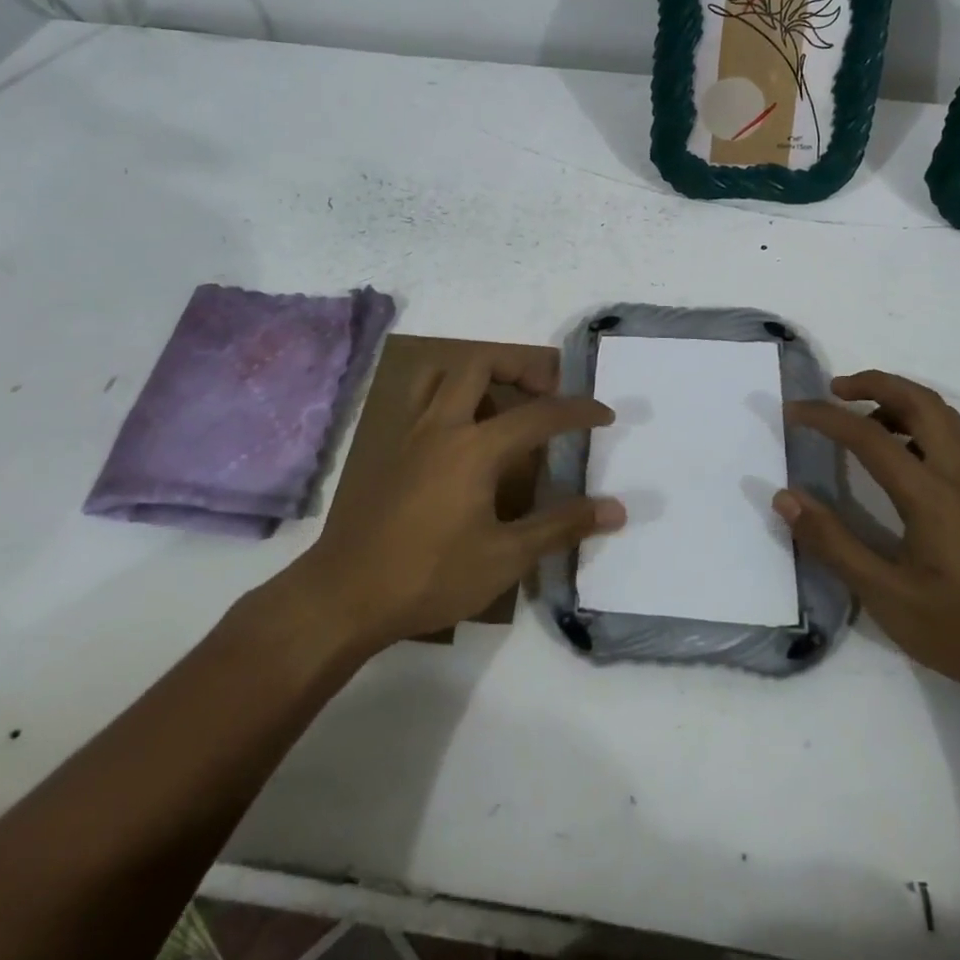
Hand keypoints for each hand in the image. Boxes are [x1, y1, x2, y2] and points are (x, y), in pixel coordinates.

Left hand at [282, 348, 622, 653]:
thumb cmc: (430, 576)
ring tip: (503, 407)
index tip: (605, 415)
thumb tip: (615, 509)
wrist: (344, 596)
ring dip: (479, 376)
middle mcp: (442, 426)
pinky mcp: (390, 450)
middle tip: (547, 392)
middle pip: (482, 363)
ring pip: (443, 374)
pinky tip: (461, 437)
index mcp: (475, 448)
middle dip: (522, 366)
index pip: (539, 414)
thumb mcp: (504, 557)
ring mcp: (410, 434)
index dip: (578, 411)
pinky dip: (449, 396)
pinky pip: (422, 400)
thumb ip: (561, 526)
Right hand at [782, 371, 959, 707]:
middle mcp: (959, 478)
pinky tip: (898, 459)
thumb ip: (833, 543)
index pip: (871, 437)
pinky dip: (919, 425)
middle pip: (923, 403)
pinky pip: (952, 440)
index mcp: (932, 496)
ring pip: (944, 418)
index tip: (793, 410)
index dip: (827, 417)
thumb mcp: (886, 596)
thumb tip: (785, 497)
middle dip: (877, 383)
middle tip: (836, 389)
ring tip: (862, 416)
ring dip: (901, 399)